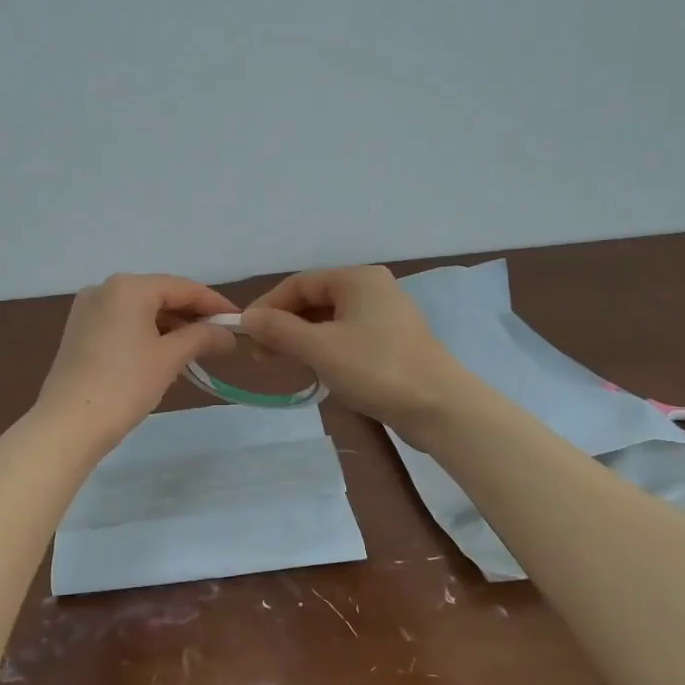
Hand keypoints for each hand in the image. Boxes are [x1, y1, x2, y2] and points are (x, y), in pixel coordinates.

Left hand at [35, 274, 237, 451]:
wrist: (69, 423)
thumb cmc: (125, 384)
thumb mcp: (170, 358)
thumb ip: (202, 337)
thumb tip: (228, 334)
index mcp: (128, 287)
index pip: (182, 287)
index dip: (214, 303)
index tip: (238, 321)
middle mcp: (104, 289)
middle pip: (159, 295)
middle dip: (190, 316)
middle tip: (219, 338)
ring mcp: (87, 310)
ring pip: (139, 311)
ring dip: (169, 327)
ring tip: (195, 350)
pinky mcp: (78, 332)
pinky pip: (121, 324)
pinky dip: (145, 334)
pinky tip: (162, 355)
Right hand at [241, 265, 474, 440]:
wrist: (438, 406)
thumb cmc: (376, 368)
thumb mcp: (320, 348)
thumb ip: (279, 330)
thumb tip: (247, 318)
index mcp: (357, 278)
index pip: (299, 283)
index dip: (268, 306)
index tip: (246, 333)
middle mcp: (372, 289)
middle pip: (314, 300)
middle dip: (284, 325)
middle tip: (261, 354)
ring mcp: (384, 316)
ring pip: (329, 321)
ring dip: (301, 339)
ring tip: (282, 363)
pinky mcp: (390, 342)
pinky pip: (346, 336)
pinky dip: (323, 349)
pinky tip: (313, 369)